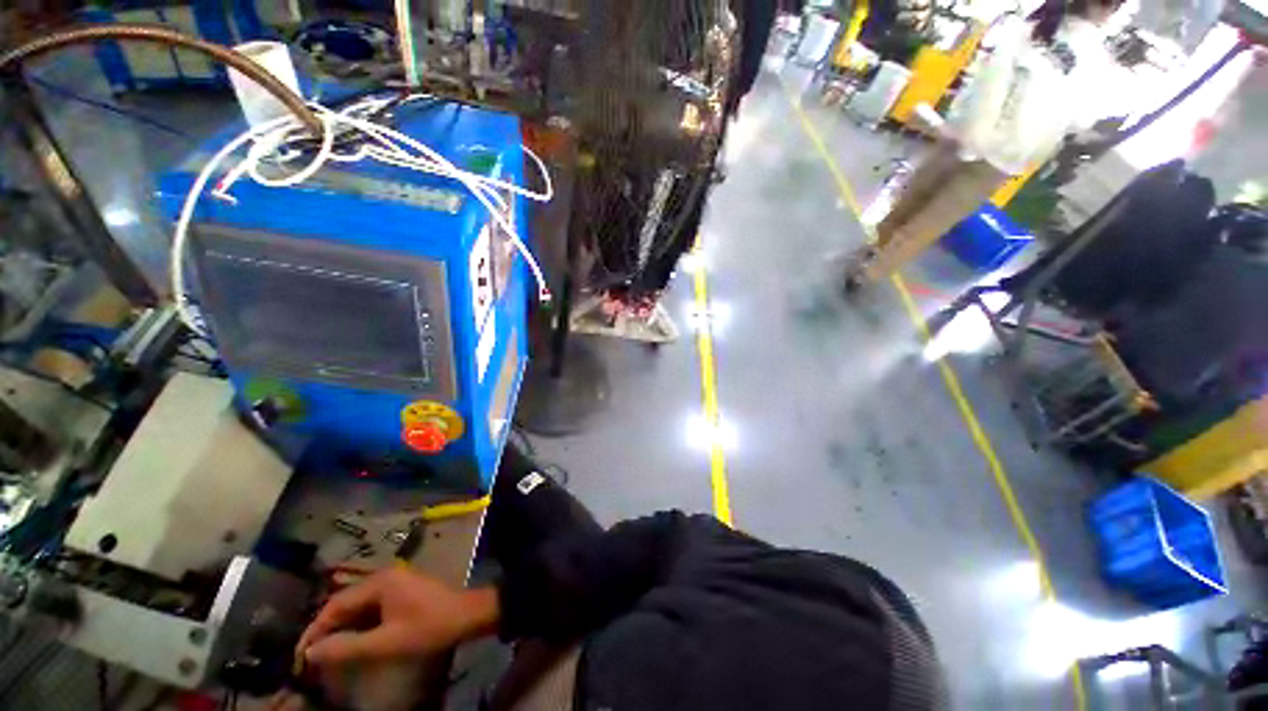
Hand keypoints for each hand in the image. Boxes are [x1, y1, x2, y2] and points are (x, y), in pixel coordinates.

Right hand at [297, 567, 499, 667]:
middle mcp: (384, 576)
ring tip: (326, 653)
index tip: (299, 657)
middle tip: (309, 658)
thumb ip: (347, 647)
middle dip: (326, 630)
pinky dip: (358, 624)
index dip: (314, 631)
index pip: (335, 605)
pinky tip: (351, 642)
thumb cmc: (429, 627)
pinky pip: (371, 607)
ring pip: (357, 605)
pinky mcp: (401, 591)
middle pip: (345, 602)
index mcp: (380, 582)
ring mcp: (395, 582)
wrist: (467, 615)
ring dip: (341, 628)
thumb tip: (310, 653)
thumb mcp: (387, 642)